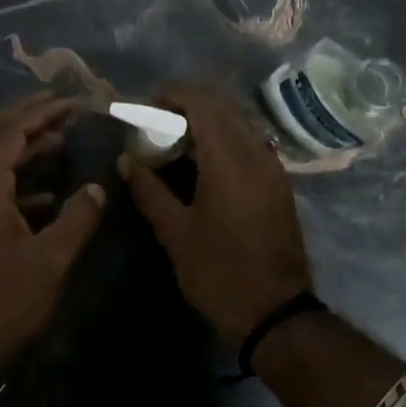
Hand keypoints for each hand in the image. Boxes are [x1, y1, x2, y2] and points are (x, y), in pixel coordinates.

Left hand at [0, 94, 106, 370]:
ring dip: (21, 147)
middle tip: (60, 107)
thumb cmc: (6, 304)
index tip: (74, 103)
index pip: (9, 133)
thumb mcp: (51, 261)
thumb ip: (78, 218)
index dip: (42, 113)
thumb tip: (97, 186)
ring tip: (61, 141)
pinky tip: (49, 192)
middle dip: (25, 118)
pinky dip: (17, 178)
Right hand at [120, 82, 314, 346]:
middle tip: (157, 121)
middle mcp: (256, 153)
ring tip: (176, 140)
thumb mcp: (176, 233)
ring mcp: (273, 168)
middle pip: (223, 107)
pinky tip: (204, 163)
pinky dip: (225, 139)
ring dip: (208, 121)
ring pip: (239, 124)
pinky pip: (250, 143)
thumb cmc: (219, 272)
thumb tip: (126, 159)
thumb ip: (149, 190)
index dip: (173, 94)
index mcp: (229, 159)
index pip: (203, 103)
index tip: (147, 104)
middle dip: (189, 104)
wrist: (276, 312)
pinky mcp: (279, 184)